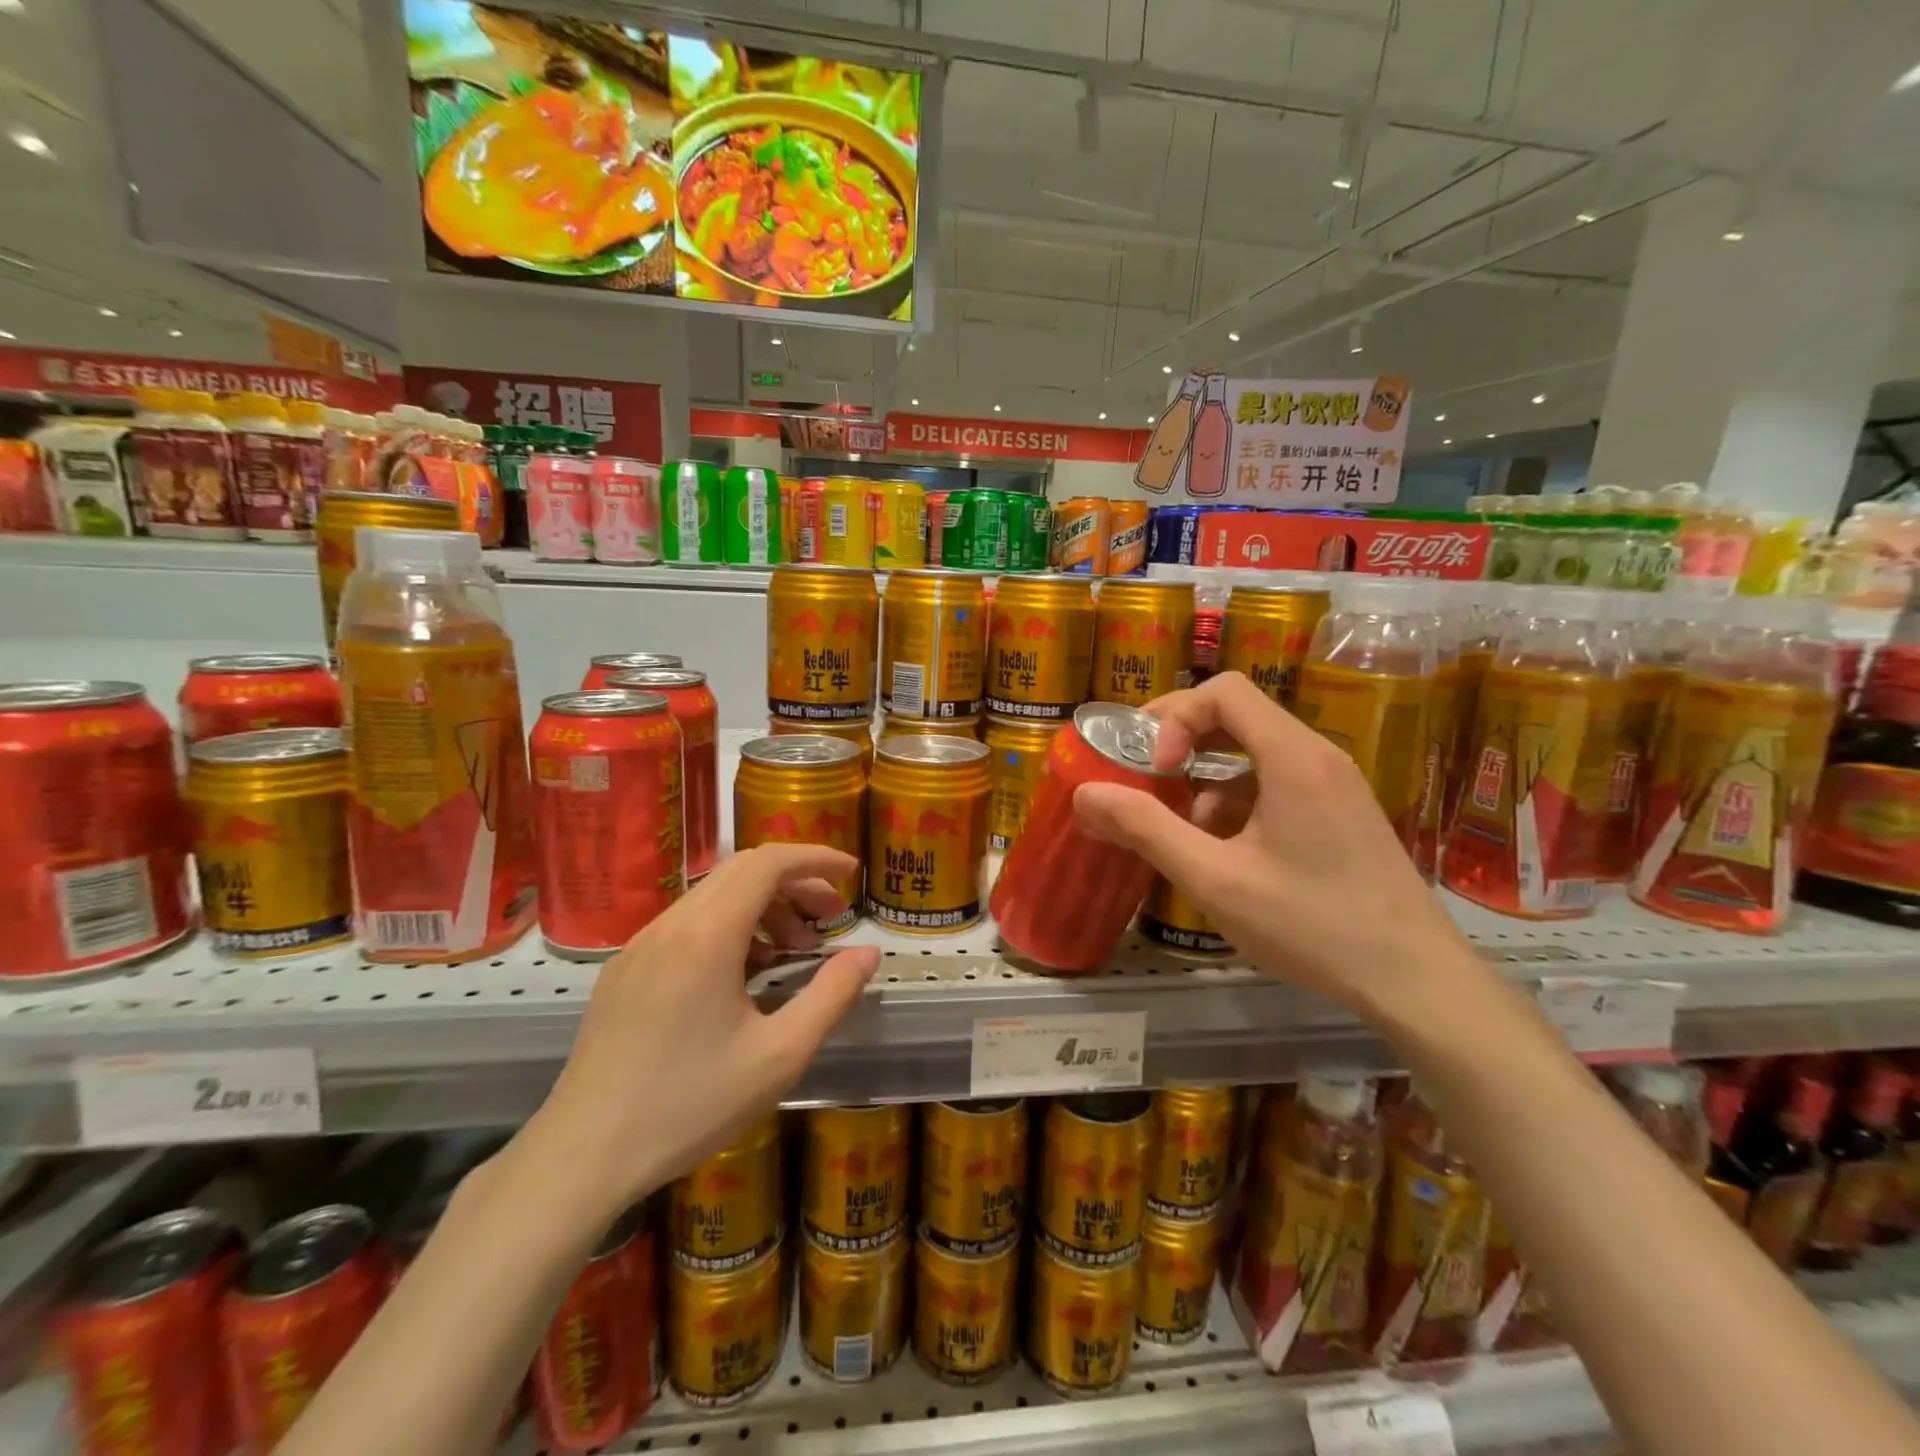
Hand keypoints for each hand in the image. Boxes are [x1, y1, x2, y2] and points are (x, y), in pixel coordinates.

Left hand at [517, 844, 879, 1224]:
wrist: (581, 1157)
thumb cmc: (689, 1105)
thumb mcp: (779, 1056)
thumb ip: (832, 995)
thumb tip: (867, 953)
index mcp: (708, 936)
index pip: (768, 863)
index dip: (815, 858)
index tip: (851, 873)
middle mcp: (671, 925)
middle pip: (742, 871)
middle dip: (794, 881)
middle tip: (829, 915)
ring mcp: (640, 945)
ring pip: (713, 895)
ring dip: (762, 905)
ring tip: (792, 949)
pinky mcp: (624, 970)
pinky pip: (687, 923)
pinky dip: (729, 926)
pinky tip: (743, 974)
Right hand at [1071, 671, 1482, 1019]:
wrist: (1416, 982)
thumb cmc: (1312, 925)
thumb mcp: (1214, 879)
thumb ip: (1146, 829)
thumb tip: (1085, 793)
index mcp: (1292, 756)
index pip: (1224, 691)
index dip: (1175, 718)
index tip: (1154, 769)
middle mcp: (1317, 756)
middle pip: (1238, 715)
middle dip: (1182, 744)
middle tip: (1146, 782)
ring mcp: (1335, 785)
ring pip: (1254, 754)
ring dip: (1207, 781)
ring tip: (1183, 835)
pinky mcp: (1341, 814)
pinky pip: (1277, 784)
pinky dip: (1238, 804)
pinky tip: (1226, 856)